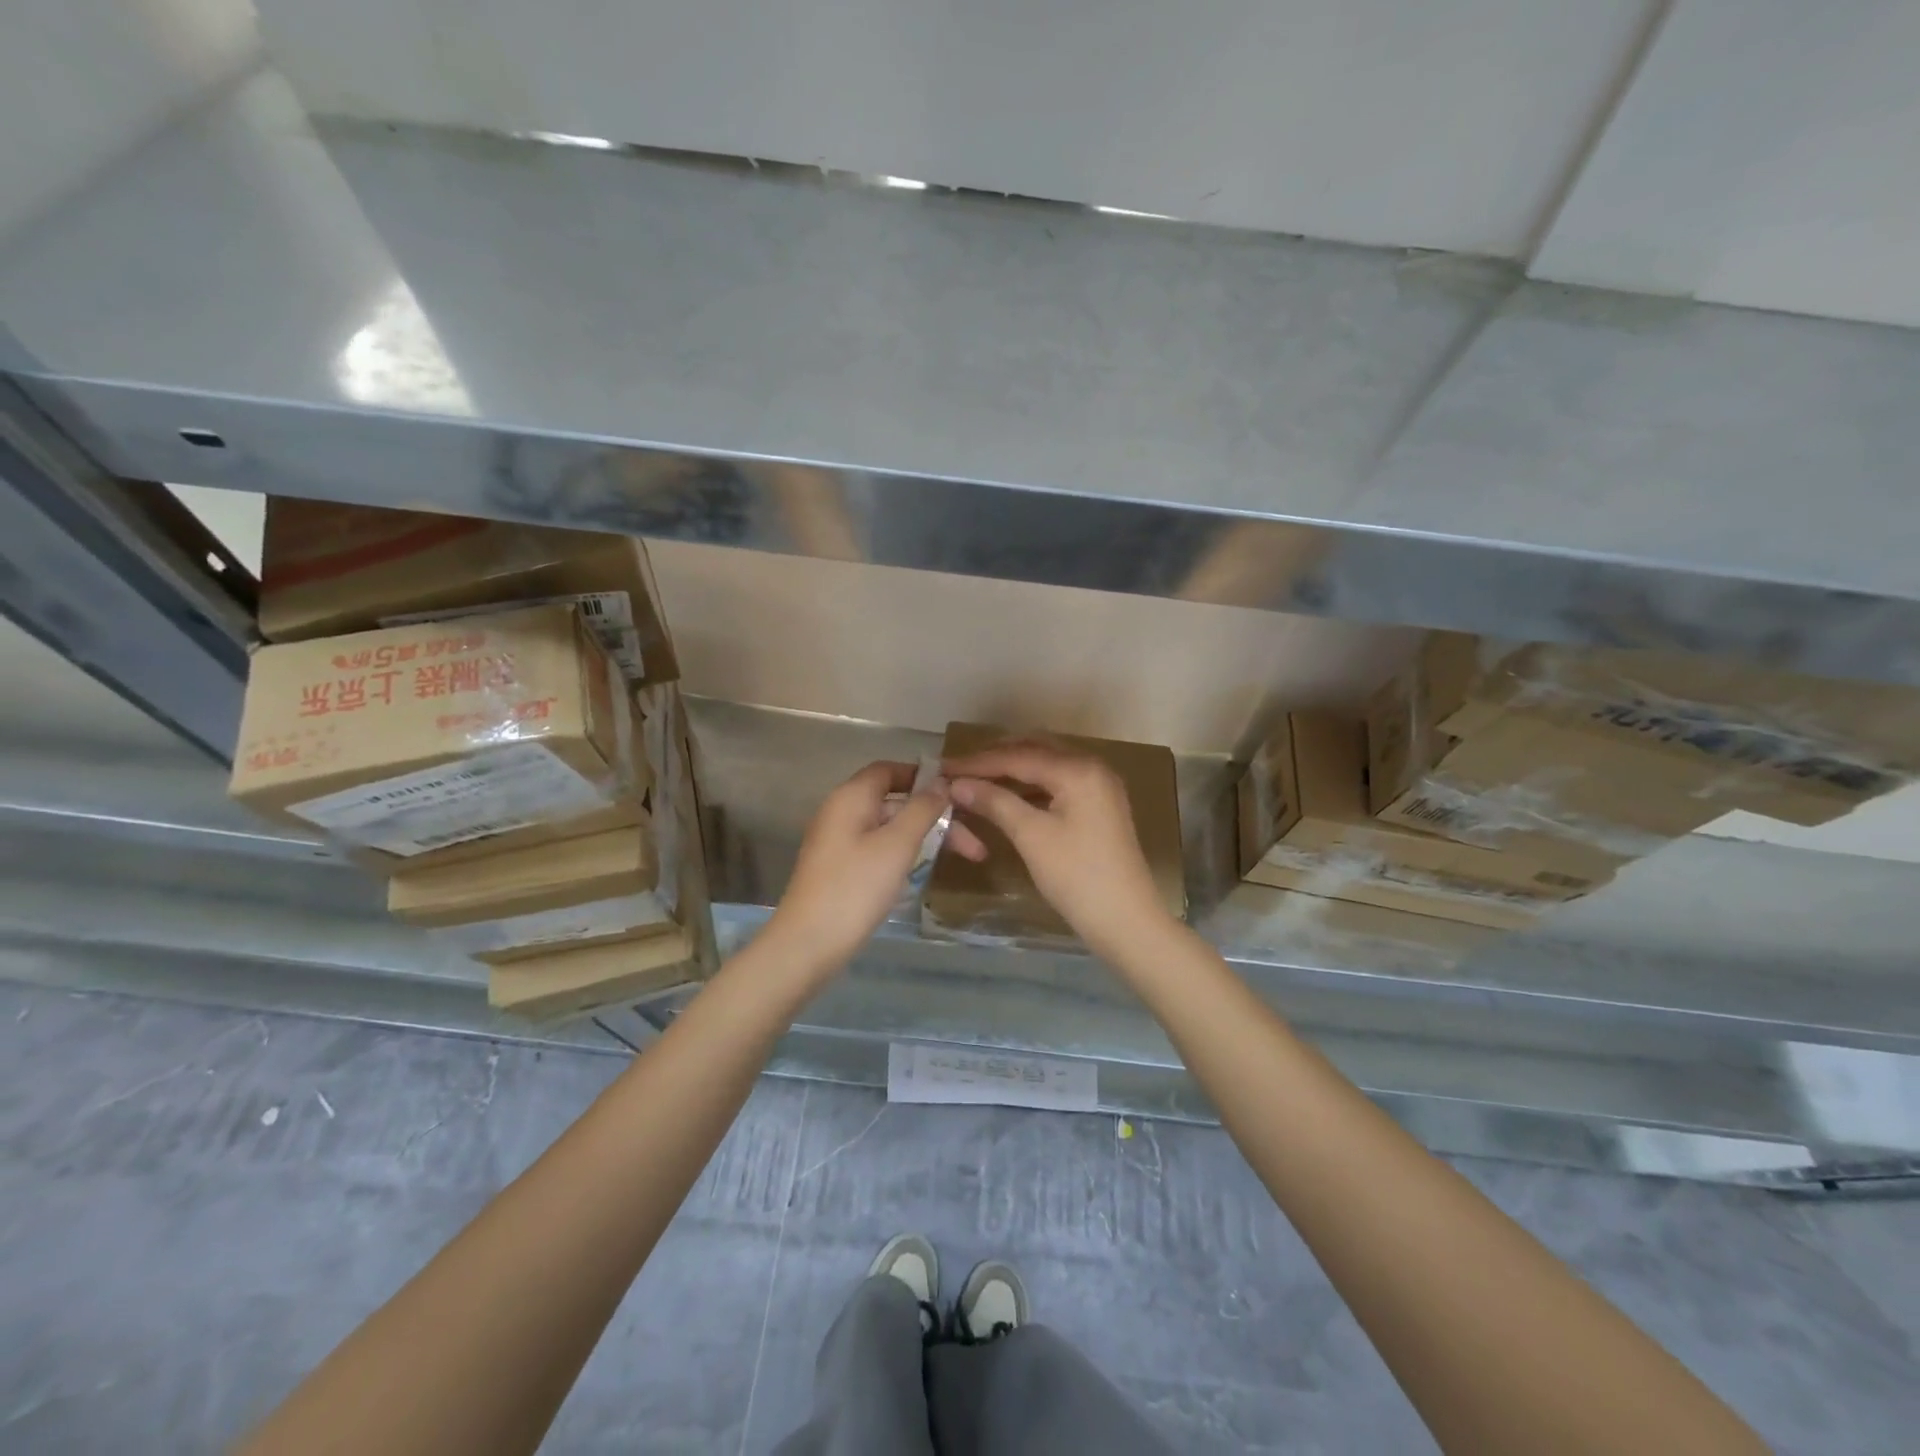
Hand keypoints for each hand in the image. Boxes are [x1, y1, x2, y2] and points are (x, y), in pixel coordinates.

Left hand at [766, 761, 949, 979]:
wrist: (808, 943)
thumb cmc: (856, 887)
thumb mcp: (897, 844)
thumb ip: (922, 809)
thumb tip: (940, 782)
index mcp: (851, 797)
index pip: (889, 769)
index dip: (923, 776)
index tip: (957, 793)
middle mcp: (841, 811)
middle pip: (895, 802)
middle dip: (935, 816)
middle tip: (974, 843)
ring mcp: (838, 842)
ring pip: (889, 828)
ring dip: (925, 837)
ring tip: (964, 858)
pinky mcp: (838, 868)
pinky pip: (877, 848)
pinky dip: (904, 853)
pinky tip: (925, 871)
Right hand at [944, 742, 1172, 955]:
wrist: (1127, 921)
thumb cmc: (1077, 877)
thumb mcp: (1032, 836)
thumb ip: (995, 802)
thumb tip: (957, 784)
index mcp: (1078, 769)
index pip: (1019, 755)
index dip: (978, 762)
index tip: (944, 767)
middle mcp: (1092, 767)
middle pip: (1035, 749)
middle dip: (996, 758)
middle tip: (960, 770)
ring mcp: (1099, 786)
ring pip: (1048, 765)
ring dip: (1013, 770)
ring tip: (977, 782)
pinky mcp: (1100, 805)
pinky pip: (1059, 782)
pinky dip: (1031, 786)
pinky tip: (1008, 797)